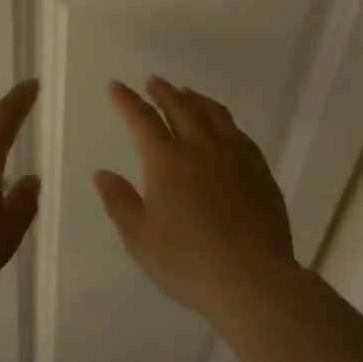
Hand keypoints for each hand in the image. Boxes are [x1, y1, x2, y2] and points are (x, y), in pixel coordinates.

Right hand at [94, 77, 296, 317]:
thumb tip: (102, 173)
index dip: (127, 101)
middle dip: (164, 92)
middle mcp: (201, 149)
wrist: (252, 280)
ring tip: (187, 94)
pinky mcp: (260, 172)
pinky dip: (224, 121)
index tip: (116, 86)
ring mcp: (236, 157)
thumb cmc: (187, 262)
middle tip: (154, 81)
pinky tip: (223, 128)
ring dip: (196, 100)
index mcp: (167, 161)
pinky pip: (239, 134)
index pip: (142, 120)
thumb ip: (120, 202)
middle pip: (181, 108)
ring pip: (214, 115)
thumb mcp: (140, 238)